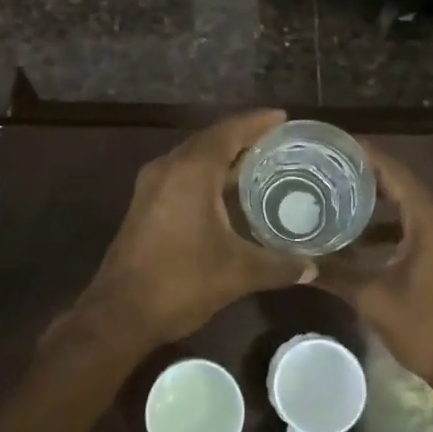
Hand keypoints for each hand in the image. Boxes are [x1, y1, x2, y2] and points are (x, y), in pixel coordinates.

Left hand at [70, 110, 311, 355]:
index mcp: (191, 171)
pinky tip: (226, 194)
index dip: (257, 122)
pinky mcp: (144, 204)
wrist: (120, 312)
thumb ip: (279, 266)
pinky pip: (180, 175)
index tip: (283, 118)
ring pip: (192, 158)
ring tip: (257, 164)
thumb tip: (312, 267)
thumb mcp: (238, 273)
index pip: (228, 132)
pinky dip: (206, 175)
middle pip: (209, 140)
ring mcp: (151, 186)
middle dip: (242, 137)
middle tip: (276, 142)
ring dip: (222, 157)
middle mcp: (168, 168)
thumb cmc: (182, 282)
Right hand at [316, 144, 432, 384]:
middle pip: (403, 182)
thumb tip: (297, 261)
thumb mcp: (373, 298)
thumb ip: (335, 273)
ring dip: (379, 198)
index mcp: (429, 221)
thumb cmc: (423, 326)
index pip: (396, 172)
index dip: (367, 154)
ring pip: (409, 204)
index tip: (336, 142)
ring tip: (339, 190)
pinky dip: (390, 221)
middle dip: (368, 172)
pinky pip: (416, 223)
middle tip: (330, 164)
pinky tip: (361, 231)